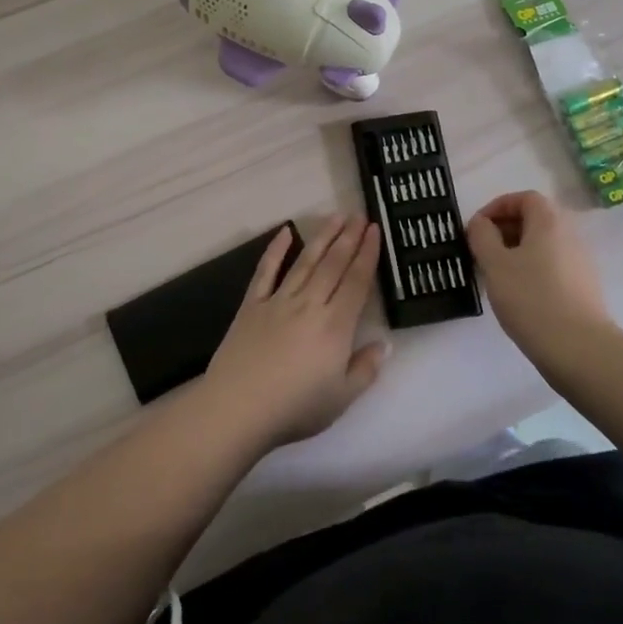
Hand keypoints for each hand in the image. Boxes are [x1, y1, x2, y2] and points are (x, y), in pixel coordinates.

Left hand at [203, 215, 389, 448]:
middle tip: (359, 215)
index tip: (375, 231)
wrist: (238, 407)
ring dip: (322, 237)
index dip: (367, 255)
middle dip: (348, 238)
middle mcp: (309, 304)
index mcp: (335, 325)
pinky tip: (284, 232)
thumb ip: (365, 369)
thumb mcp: (342, 398)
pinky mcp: (252, 305)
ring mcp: (278, 301)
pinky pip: (266, 271)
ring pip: (305, 261)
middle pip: (333, 264)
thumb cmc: (295, 408)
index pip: (356, 282)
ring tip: (335, 217)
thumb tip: (384, 344)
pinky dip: (275, 250)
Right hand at [465, 190, 615, 362]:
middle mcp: (570, 235)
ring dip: (517, 252)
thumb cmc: (531, 298)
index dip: (498, 206)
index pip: (525, 198)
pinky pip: (552, 266)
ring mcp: (581, 263)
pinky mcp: (584, 288)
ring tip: (495, 275)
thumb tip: (481, 223)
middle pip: (535, 220)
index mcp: (549, 222)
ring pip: (543, 245)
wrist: (579, 349)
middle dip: (505, 230)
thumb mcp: (495, 264)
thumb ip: (482, 236)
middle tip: (482, 251)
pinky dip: (532, 270)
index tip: (477, 227)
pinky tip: (517, 295)